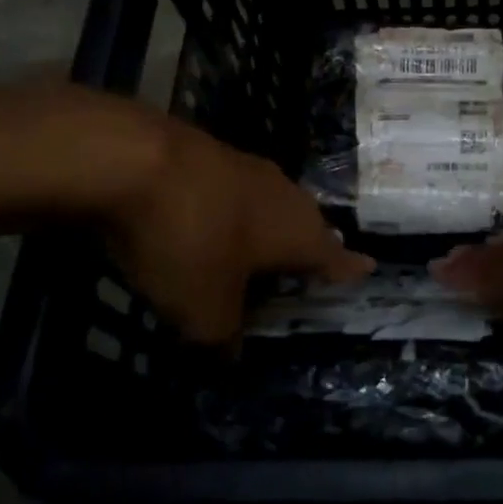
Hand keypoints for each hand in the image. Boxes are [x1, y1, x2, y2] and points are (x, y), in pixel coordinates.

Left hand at [103, 108, 371, 344]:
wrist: (134, 159)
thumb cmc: (189, 241)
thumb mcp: (204, 309)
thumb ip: (223, 335)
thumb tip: (229, 350)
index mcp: (299, 233)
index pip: (335, 257)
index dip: (350, 268)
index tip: (368, 267)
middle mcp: (285, 196)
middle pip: (306, 224)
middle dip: (308, 245)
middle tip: (310, 262)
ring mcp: (248, 167)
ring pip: (271, 203)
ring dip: (268, 225)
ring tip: (263, 243)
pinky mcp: (210, 153)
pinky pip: (233, 191)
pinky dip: (231, 210)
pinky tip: (212, 219)